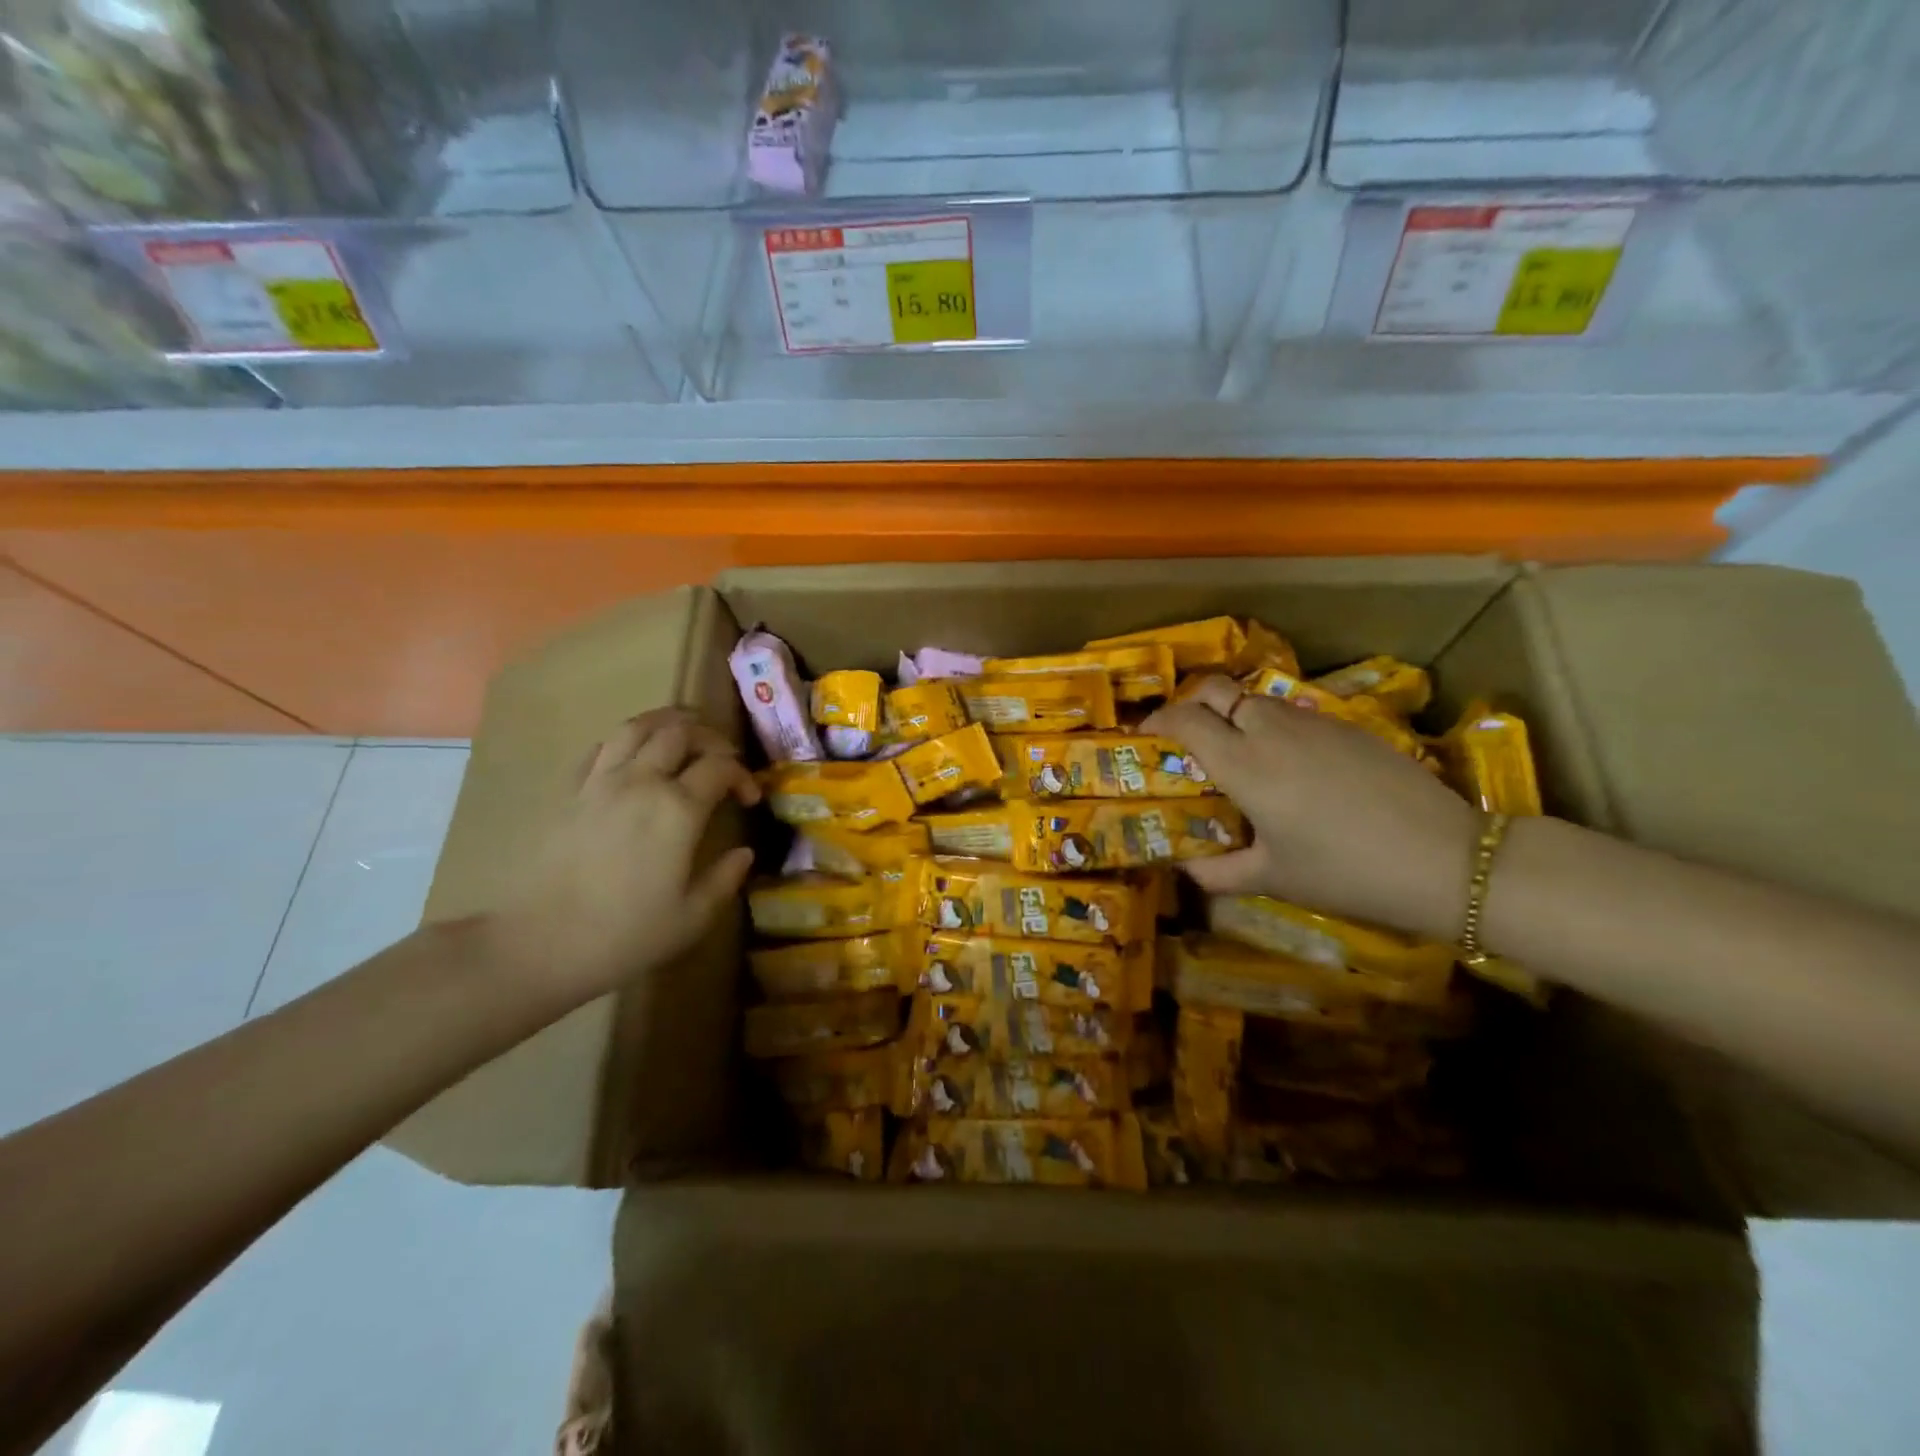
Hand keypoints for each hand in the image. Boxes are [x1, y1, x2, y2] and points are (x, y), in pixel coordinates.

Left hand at [490, 709, 758, 1002]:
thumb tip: (744, 853)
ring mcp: (600, 782)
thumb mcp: (691, 918)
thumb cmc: (624, 936)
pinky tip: (634, 758)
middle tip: (722, 760)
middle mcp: (641, 782)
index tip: (749, 798)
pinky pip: (601, 747)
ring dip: (667, 723)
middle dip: (710, 738)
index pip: (721, 767)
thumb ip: (725, 879)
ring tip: (683, 736)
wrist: (537, 945)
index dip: (743, 775)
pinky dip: (626, 741)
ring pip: (637, 726)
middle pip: (680, 732)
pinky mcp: (568, 791)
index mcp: (678, 809)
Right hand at [1143, 678, 1476, 942]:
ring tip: (1237, 754)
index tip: (1145, 735)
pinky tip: (1289, 766)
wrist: (1445, 859)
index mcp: (1245, 764)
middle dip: (1193, 704)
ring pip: (1257, 700)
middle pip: (1218, 690)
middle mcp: (1272, 730)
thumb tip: (1186, 868)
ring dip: (1234, 715)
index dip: (1158, 721)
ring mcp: (1313, 723)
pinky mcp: (1348, 726)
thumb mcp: (1272, 879)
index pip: (1186, 719)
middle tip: (1187, 738)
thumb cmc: (1344, 872)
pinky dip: (1272, 728)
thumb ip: (1217, 872)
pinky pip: (1292, 714)